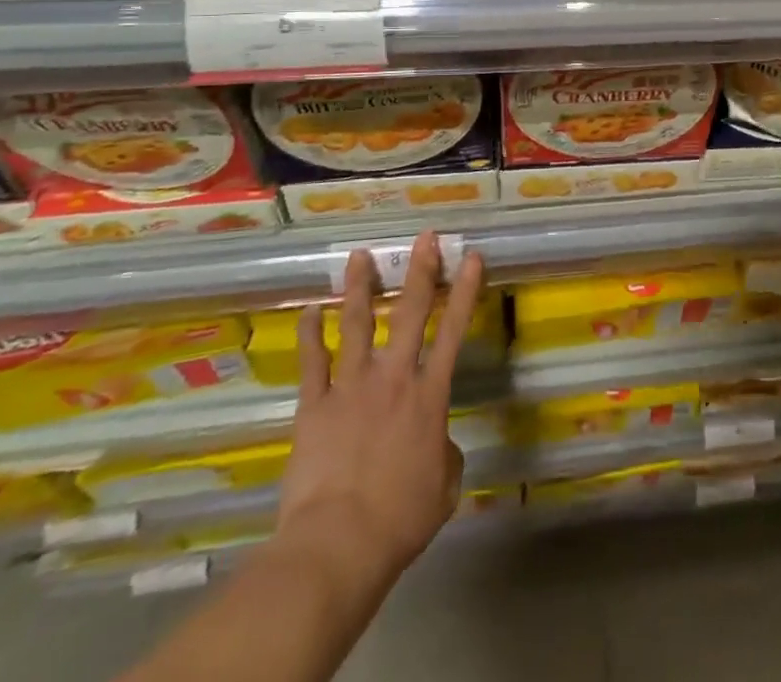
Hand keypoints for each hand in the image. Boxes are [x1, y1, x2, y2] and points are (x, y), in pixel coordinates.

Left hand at [276, 232, 485, 583]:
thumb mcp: (444, 486)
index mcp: (430, 394)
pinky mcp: (315, 405)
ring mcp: (351, 386)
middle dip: (419, 270)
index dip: (465, 290)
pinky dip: (310, 334)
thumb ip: (445, 452)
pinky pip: (312, 361)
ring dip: (359, 287)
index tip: (471, 257)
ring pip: (356, 323)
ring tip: (358, 256)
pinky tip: (310, 311)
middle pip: (409, 312)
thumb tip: (436, 441)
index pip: (455, 330)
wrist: (338, 543)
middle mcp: (393, 377)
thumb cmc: (400, 519)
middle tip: (423, 237)